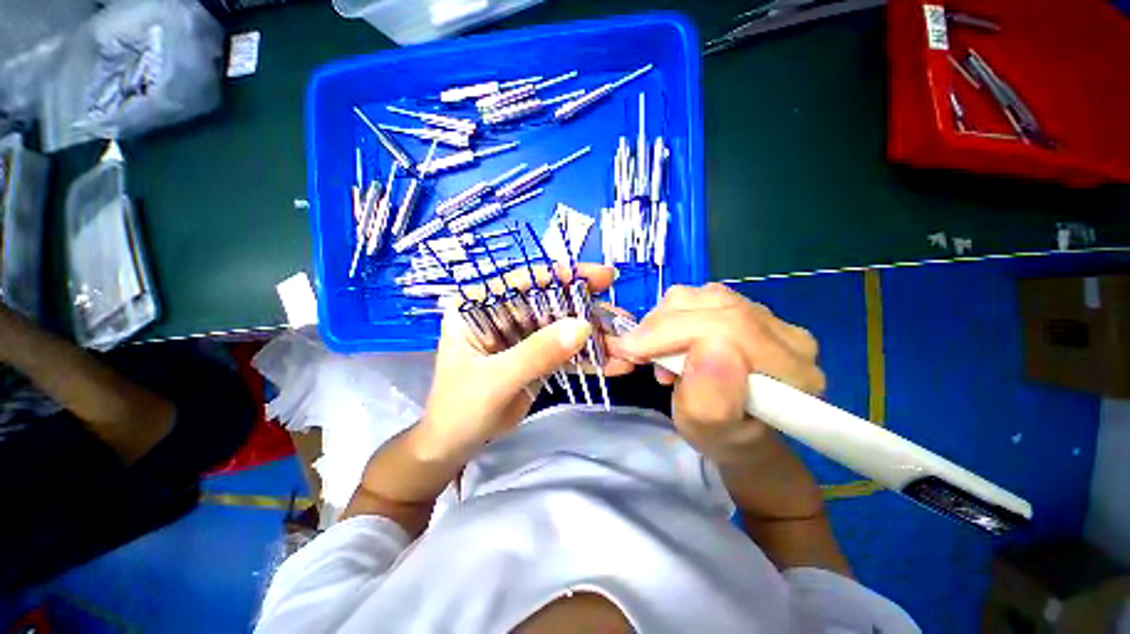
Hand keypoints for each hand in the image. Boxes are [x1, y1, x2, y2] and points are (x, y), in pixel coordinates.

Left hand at [413, 264, 615, 461]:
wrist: (456, 445)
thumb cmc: (460, 409)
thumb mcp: (496, 380)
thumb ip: (537, 352)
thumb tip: (583, 326)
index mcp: (479, 306)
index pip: (524, 281)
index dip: (564, 276)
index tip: (603, 277)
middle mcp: (501, 313)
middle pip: (551, 302)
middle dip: (588, 311)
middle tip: (621, 319)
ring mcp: (520, 334)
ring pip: (562, 326)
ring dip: (593, 336)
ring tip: (624, 347)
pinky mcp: (535, 354)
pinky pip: (564, 349)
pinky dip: (587, 356)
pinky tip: (612, 363)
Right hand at [607, 283, 825, 517]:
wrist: (734, 427)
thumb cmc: (720, 436)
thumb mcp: (708, 430)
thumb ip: (712, 399)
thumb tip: (708, 347)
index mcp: (791, 371)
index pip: (730, 327)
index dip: (673, 333)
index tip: (631, 351)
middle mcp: (786, 335)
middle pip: (712, 304)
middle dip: (661, 327)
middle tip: (634, 353)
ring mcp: (765, 316)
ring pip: (698, 296)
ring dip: (662, 322)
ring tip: (655, 354)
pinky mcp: (742, 307)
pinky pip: (696, 296)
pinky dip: (668, 316)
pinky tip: (667, 341)